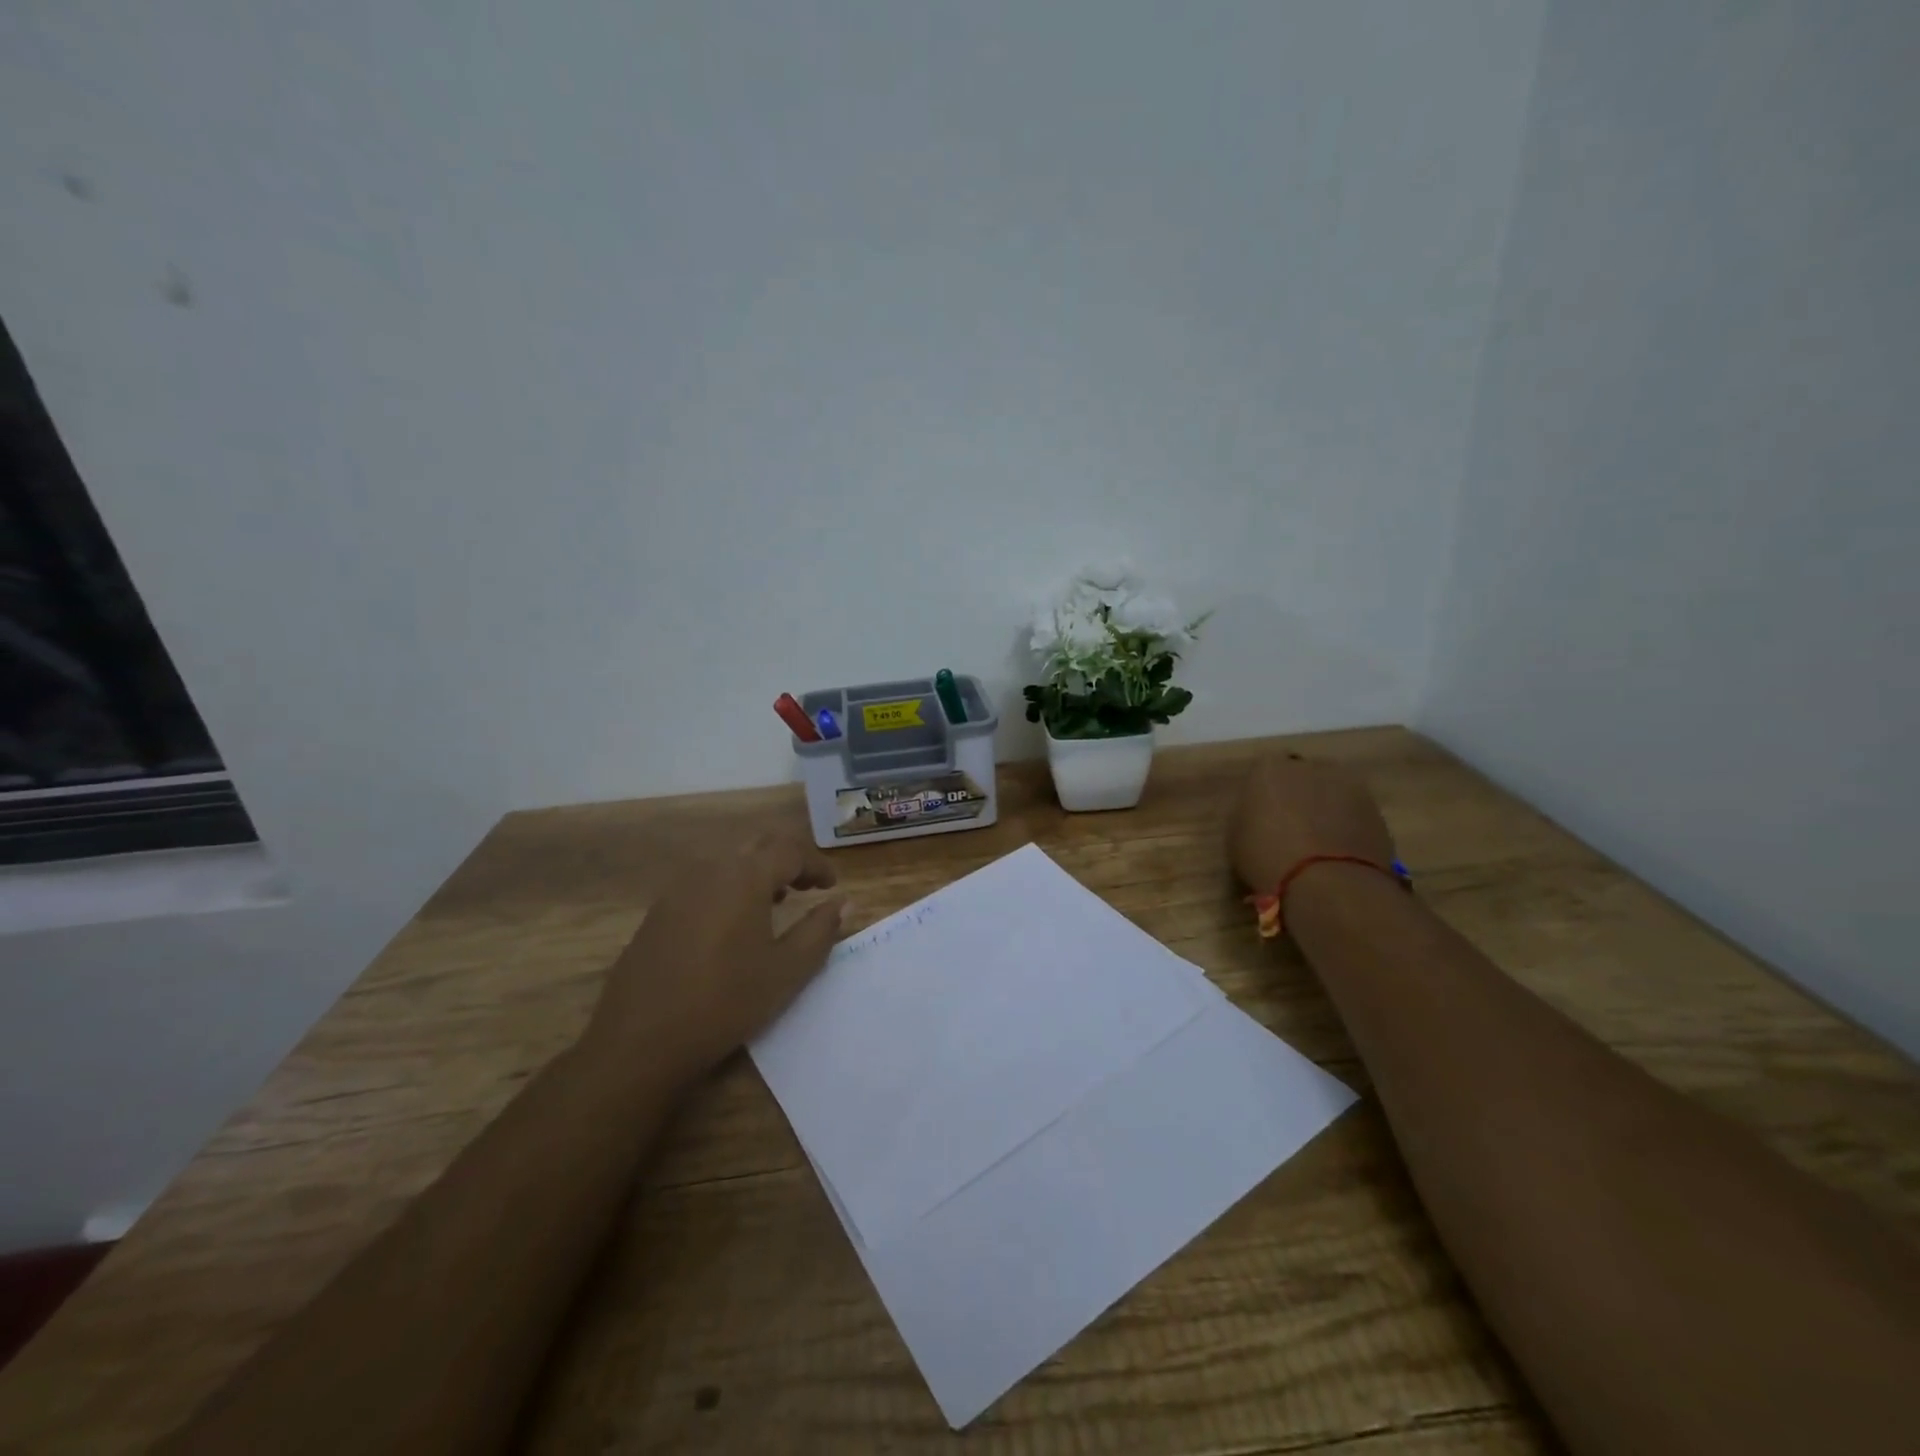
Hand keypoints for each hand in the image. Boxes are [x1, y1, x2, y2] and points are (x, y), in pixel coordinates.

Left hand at [584, 831, 846, 1091]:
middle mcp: (710, 870)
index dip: (816, 864)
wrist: (639, 1041)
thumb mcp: (786, 971)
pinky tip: (732, 925)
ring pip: (727, 861)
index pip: (790, 851)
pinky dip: (729, 888)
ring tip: (775, 903)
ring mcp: (678, 889)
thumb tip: (843, 903)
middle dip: (787, 859)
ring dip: (756, 872)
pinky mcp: (658, 912)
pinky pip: (703, 883)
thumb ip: (819, 931)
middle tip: (808, 886)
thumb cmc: (726, 1002)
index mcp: (745, 877)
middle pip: (757, 845)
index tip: (832, 886)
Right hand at [1228, 753, 1396, 896]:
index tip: (1260, 816)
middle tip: (1290, 827)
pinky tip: (1338, 856)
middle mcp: (1312, 766)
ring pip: (1332, 794)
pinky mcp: (1379, 813)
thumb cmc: (1267, 856)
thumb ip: (1247, 817)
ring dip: (1326, 811)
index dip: (1263, 794)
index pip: (1264, 772)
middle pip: (1302, 777)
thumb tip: (1258, 818)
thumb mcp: (1234, 838)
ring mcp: (1351, 787)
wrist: (1328, 883)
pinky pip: (1354, 816)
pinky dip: (1347, 829)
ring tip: (1317, 845)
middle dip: (1298, 796)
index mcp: (1270, 768)